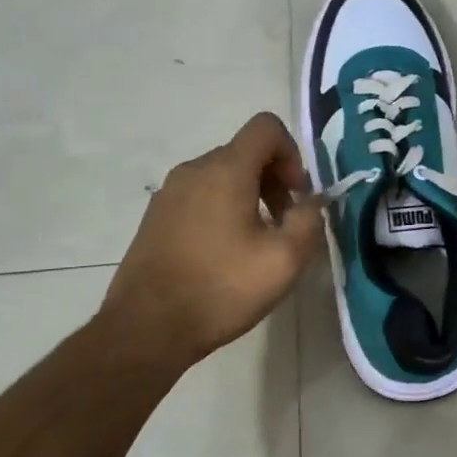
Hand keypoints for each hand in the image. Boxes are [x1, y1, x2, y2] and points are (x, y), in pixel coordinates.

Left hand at [102, 112, 324, 366]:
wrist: (146, 329)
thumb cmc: (221, 289)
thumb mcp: (284, 261)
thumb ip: (309, 221)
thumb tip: (310, 204)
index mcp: (225, 170)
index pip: (266, 127)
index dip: (292, 153)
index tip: (296, 196)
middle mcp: (194, 170)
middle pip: (245, 152)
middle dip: (274, 180)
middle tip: (283, 224)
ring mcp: (169, 192)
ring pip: (222, 175)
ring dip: (249, 196)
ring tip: (256, 243)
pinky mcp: (156, 216)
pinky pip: (200, 196)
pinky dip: (222, 210)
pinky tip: (224, 254)